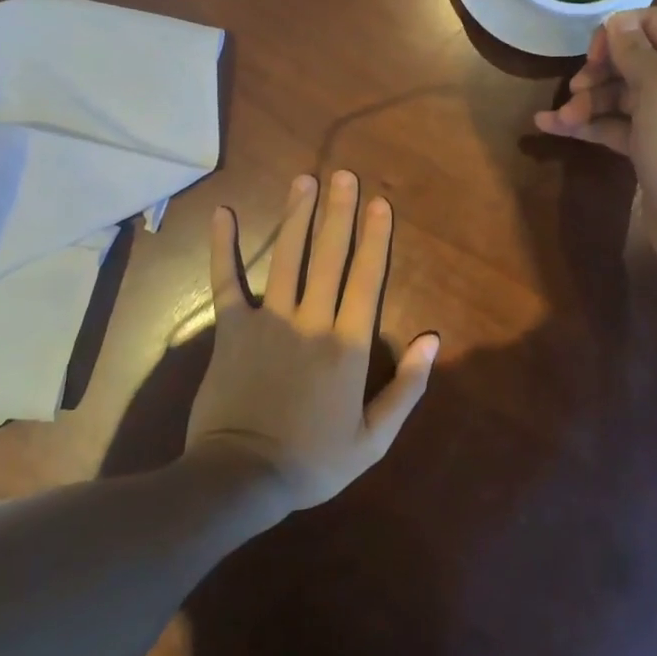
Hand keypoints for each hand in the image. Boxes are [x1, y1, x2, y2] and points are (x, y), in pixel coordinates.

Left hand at [186, 170, 438, 511]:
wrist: (241, 479)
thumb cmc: (312, 462)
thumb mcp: (374, 438)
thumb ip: (407, 387)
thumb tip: (432, 339)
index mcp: (348, 345)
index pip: (366, 279)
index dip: (375, 238)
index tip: (380, 203)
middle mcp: (312, 320)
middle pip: (330, 257)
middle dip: (339, 213)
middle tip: (344, 176)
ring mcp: (269, 320)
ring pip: (287, 257)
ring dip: (297, 216)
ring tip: (304, 180)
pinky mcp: (232, 329)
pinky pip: (227, 280)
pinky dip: (224, 247)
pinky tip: (224, 213)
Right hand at [533, 7, 656, 282]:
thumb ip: (637, 51)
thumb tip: (616, 21)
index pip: (652, 23)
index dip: (618, 31)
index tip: (594, 54)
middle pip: (629, 60)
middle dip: (597, 71)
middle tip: (575, 89)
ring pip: (615, 96)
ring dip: (585, 101)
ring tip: (561, 119)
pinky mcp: (645, 149)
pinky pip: (609, 126)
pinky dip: (583, 125)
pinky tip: (549, 126)